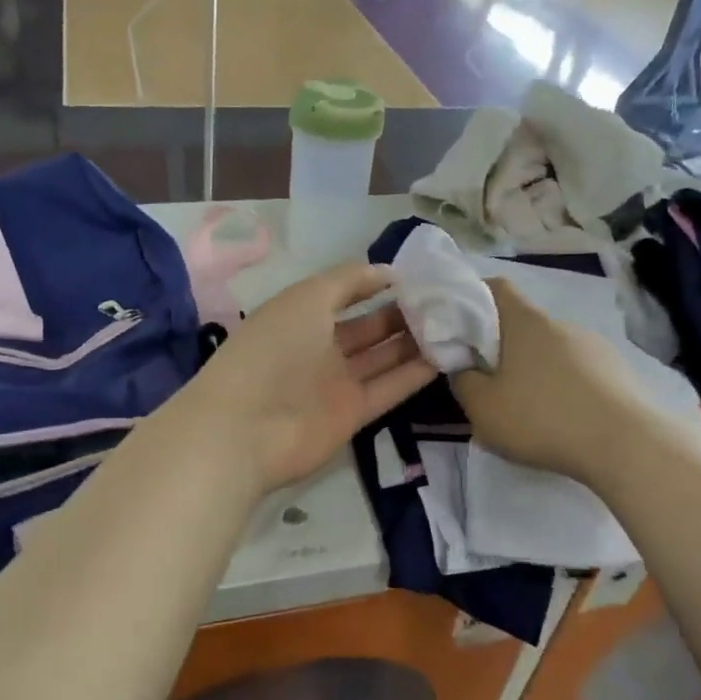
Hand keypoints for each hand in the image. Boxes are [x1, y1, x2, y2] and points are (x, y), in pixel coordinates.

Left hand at [182, 262, 438, 492]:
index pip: (344, 296)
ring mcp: (335, 383)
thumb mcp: (306, 297)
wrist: (246, 427)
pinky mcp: (352, 414)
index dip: (376, 285)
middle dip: (402, 314)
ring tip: (454, 324)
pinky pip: (389, 388)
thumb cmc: (273, 349)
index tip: (418, 276)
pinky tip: (447, 356)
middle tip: (445, 301)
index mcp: (300, 316)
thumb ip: (348, 280)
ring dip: (414, 342)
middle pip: (368, 329)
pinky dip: (415, 374)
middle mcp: (319, 348)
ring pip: (382, 358)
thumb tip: (388, 272)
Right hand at [451, 279, 659, 485]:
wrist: (627, 446)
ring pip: (553, 350)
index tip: (460, 326)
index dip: (474, 298)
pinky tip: (564, 421)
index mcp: (526, 321)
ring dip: (536, 371)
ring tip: (530, 411)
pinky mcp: (619, 372)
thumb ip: (463, 382)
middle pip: (524, 324)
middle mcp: (562, 324)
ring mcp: (596, 346)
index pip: (496, 287)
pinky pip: (579, 372)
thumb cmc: (543, 418)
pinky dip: (565, 388)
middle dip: (504, 348)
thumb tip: (464, 368)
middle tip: (490, 383)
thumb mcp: (482, 408)